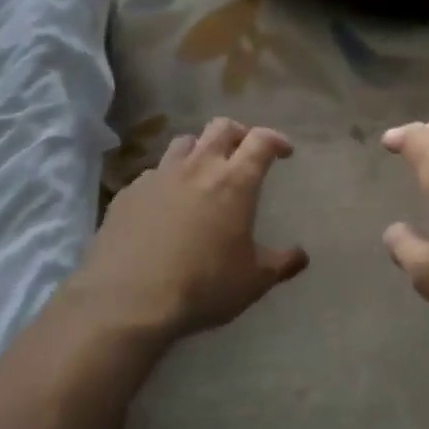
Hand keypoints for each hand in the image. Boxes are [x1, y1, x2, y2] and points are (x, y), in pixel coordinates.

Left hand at [80, 118, 308, 337]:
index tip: (284, 151)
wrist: (127, 300)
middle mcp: (198, 167)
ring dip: (200, 149)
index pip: (261, 141)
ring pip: (184, 142)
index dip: (276, 140)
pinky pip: (154, 173)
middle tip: (245, 151)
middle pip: (221, 127)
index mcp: (234, 181)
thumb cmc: (202, 286)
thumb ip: (281, 263)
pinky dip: (168, 178)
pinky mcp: (129, 192)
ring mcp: (159, 175)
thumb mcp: (253, 281)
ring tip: (204, 170)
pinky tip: (166, 204)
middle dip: (239, 133)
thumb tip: (301, 255)